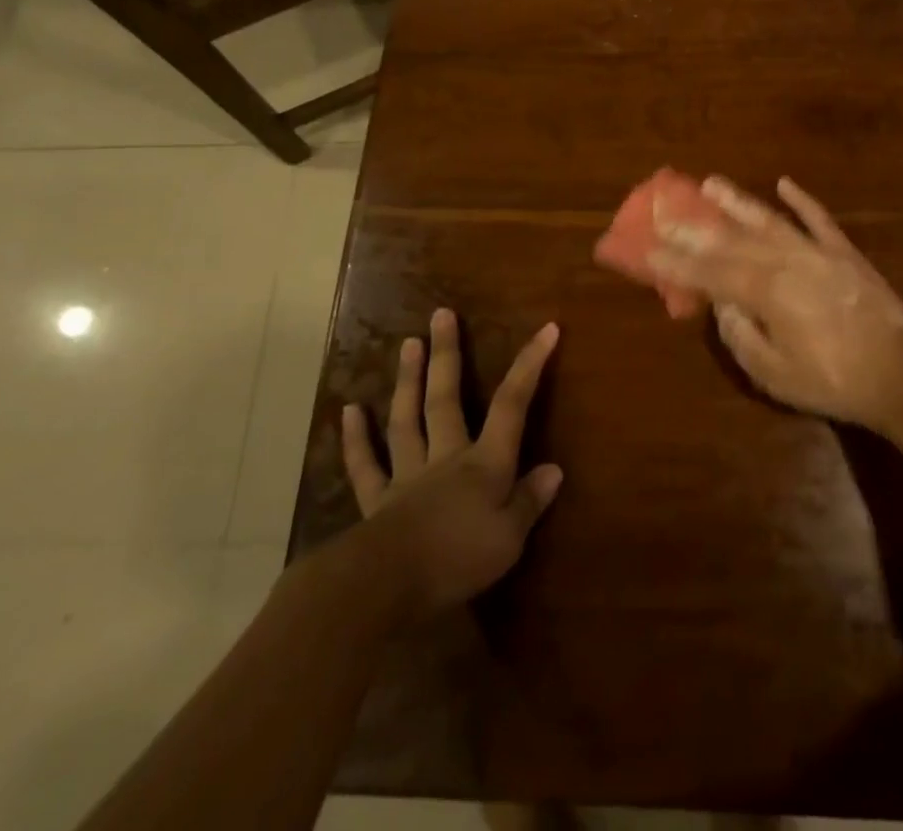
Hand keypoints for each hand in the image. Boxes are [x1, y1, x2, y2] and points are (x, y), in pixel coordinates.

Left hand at [341, 309, 562, 619]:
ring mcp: (407, 475)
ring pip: (407, 420)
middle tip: (441, 314)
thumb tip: (554, 469)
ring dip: (408, 381)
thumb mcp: (509, 538)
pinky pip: (365, 465)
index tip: (546, 328)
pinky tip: (348, 411)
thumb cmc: (458, 559)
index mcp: (484, 464)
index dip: (530, 365)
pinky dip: (355, 439)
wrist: (388, 586)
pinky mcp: (377, 500)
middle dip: (447, 355)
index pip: (512, 405)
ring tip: (407, 344)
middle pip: (446, 398)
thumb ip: (529, 502)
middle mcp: (445, 458)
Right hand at [648, 176, 902, 433]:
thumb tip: (724, 306)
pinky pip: (819, 219)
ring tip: (711, 181)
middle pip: (732, 239)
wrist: (902, 373)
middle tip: (666, 207)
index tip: (649, 246)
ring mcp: (817, 252)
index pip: (710, 272)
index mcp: (766, 292)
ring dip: (738, 201)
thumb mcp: (775, 375)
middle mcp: (786, 261)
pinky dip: (801, 200)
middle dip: (695, 225)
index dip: (677, 260)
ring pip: (769, 219)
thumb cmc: (834, 381)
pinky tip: (784, 183)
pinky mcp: (844, 253)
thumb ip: (742, 337)